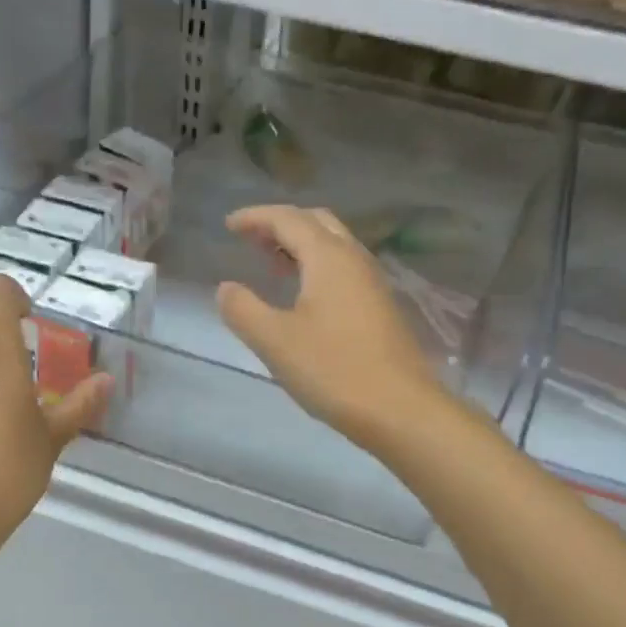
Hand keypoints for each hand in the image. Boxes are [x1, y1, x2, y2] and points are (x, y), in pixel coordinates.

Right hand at [217, 205, 446, 450]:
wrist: (399, 409)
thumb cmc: (333, 371)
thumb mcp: (275, 342)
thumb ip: (243, 310)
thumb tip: (226, 288)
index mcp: (329, 258)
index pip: (287, 219)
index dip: (255, 217)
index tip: (228, 226)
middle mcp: (355, 259)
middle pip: (316, 222)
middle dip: (281, 224)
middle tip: (250, 240)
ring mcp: (373, 283)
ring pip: (334, 246)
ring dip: (301, 246)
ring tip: (271, 265)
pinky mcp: (381, 308)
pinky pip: (344, 270)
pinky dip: (317, 267)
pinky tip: (304, 297)